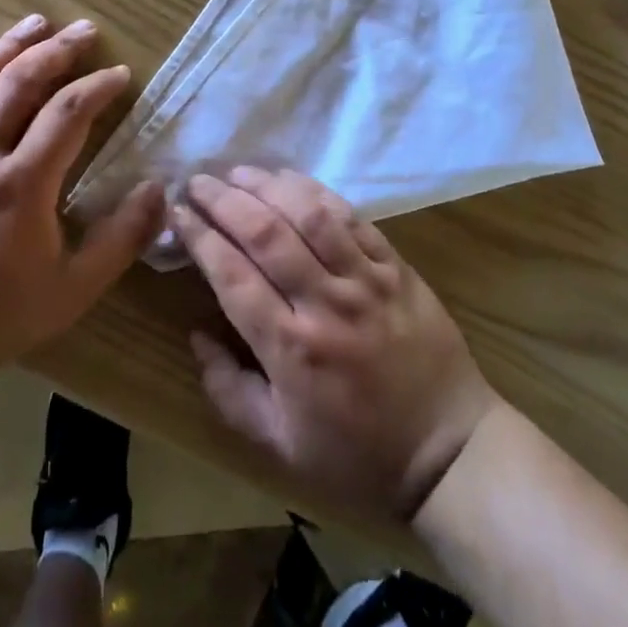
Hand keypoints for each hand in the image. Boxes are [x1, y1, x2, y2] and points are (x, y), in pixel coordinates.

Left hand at [0, 15, 163, 383]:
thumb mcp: (75, 289)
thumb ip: (123, 238)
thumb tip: (159, 188)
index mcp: (23, 184)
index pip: (69, 113)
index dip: (99, 86)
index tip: (120, 74)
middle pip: (19, 83)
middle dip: (57, 51)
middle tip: (84, 31)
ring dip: (6, 46)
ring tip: (35, 22)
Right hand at [173, 168, 500, 523]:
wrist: (450, 450)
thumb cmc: (358, 455)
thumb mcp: (279, 445)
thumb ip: (228, 390)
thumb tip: (196, 335)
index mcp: (290, 349)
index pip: (232, 275)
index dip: (200, 237)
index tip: (177, 214)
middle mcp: (325, 304)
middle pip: (265, 234)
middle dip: (224, 200)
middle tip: (197, 181)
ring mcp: (365, 280)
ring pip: (309, 214)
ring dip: (268, 185)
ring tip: (238, 171)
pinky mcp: (396, 267)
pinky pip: (353, 218)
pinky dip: (317, 192)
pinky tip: (292, 179)